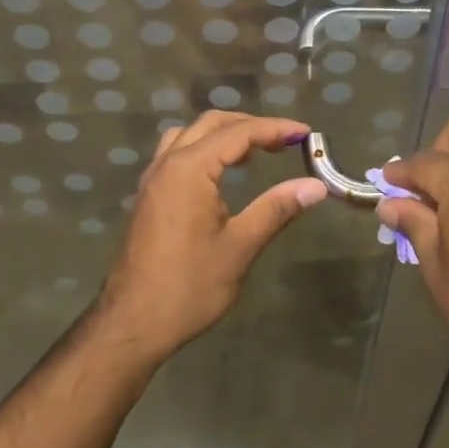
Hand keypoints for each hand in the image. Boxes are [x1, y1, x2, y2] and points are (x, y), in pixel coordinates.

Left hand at [94, 111, 327, 365]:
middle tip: (285, 140)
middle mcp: (167, 163)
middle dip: (250, 125)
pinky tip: (221, 174)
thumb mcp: (239, 247)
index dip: (275, 129)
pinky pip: (176, 153)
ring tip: (254, 152)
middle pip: (211, 124)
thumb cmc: (189, 286)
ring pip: (189, 134)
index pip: (239, 133)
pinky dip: (203, 149)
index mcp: (189, 169)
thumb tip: (316, 186)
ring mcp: (153, 179)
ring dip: (223, 134)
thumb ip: (276, 208)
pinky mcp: (148, 196)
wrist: (132, 323)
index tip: (306, 133)